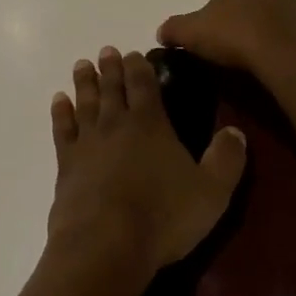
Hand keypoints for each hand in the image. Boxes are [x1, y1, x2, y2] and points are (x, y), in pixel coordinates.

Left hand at [47, 46, 248, 280]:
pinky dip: (60, 113)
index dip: (139, 66)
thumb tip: (237, 131)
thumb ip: (226, 159)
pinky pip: (62, 131)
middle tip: (106, 51)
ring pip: (85, 103)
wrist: (105, 244)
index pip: (144, 84)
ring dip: (84, 82)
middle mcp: (115, 125)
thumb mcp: (212, 192)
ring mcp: (87, 144)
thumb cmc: (163, 216)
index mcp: (150, 124)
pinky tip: (59, 102)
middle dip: (111, 68)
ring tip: (81, 65)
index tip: (133, 53)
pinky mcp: (66, 166)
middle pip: (112, 88)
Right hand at [156, 0, 295, 80]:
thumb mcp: (192, 33)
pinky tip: (294, 68)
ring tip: (270, 64)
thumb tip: (162, 31)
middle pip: (266, 4)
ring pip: (294, 20)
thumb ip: (175, 28)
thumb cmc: (237, 37)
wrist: (288, 58)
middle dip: (257, 22)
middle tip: (244, 53)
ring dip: (284, 35)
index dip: (225, 17)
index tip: (221, 40)